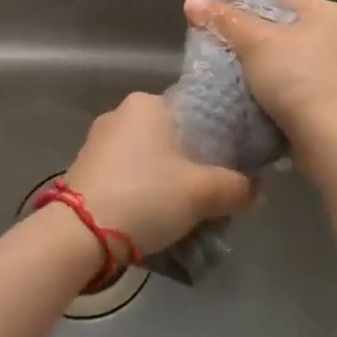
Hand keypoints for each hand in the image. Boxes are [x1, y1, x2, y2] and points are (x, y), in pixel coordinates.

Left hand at [61, 92, 253, 255]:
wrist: (78, 234)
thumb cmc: (145, 196)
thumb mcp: (202, 193)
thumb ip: (237, 187)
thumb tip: (258, 189)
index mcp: (148, 103)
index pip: (196, 110)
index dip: (220, 136)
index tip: (234, 162)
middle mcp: (121, 113)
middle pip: (173, 135)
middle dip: (193, 161)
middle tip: (213, 190)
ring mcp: (99, 141)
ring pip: (149, 156)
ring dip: (168, 178)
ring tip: (188, 208)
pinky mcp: (85, 168)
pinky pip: (128, 172)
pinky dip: (144, 188)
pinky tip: (155, 213)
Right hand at [183, 0, 336, 149]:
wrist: (331, 139)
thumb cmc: (297, 77)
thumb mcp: (255, 42)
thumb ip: (224, 19)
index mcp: (330, 13)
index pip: (276, 1)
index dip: (243, 11)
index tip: (216, 27)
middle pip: (280, 32)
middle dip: (249, 44)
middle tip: (219, 52)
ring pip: (285, 62)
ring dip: (259, 70)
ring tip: (229, 76)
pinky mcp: (331, 102)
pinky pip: (292, 87)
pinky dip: (272, 91)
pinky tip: (250, 98)